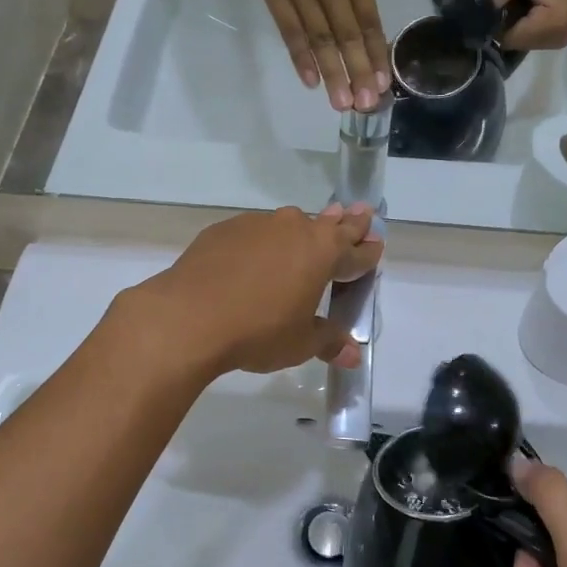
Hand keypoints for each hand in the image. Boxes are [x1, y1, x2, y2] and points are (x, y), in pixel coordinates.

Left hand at [120, 204, 382, 377]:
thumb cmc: (258, 331)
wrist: (188, 317)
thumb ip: (328, 342)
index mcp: (323, 253)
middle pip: (329, 224)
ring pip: (289, 224)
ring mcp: (258, 225)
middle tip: (360, 211)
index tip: (377, 244)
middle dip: (347, 222)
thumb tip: (352, 355)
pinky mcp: (224, 229)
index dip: (368, 252)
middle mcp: (295, 229)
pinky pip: (254, 232)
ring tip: (305, 234)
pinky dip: (262, 242)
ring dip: (302, 230)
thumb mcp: (300, 343)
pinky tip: (253, 258)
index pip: (356, 251)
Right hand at [237, 0, 390, 110]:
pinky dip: (300, 56)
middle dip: (359, 72)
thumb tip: (355, 25)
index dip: (377, 54)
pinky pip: (289, 28)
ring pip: (320, 37)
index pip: (369, 19)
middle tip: (366, 106)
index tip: (384, 83)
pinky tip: (312, 80)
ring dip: (333, 73)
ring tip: (342, 104)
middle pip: (347, 34)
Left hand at [491, 0, 566, 50]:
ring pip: (521, 42)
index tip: (492, 6)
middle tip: (506, 0)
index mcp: (555, 25)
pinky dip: (522, 26)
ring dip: (513, 25)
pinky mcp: (558, 36)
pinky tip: (523, 8)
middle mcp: (559, 39)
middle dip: (505, 25)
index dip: (496, 25)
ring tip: (517, 2)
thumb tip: (482, 10)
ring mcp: (560, 40)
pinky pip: (530, 38)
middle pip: (516, 43)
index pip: (511, 39)